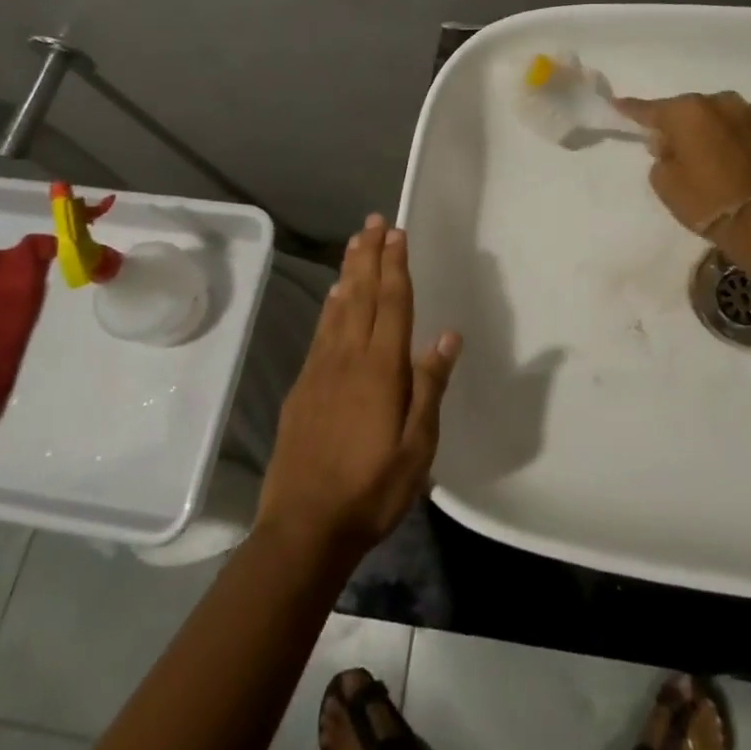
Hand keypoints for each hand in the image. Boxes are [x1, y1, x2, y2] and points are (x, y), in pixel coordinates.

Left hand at [255, 216, 461, 564]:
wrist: (303, 527)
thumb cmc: (371, 490)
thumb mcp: (417, 448)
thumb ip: (430, 387)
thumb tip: (447, 336)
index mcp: (381, 369)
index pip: (391, 303)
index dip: (395, 265)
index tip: (398, 233)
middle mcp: (349, 357)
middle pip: (361, 294)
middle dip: (369, 255)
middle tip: (374, 222)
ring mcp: (321, 369)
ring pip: (338, 307)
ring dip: (349, 271)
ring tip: (355, 243)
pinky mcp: (303, 386)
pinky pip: (321, 331)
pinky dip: (330, 305)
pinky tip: (334, 296)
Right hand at [613, 91, 750, 238]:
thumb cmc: (707, 202)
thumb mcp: (665, 184)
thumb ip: (661, 156)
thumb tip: (669, 143)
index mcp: (689, 112)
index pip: (652, 110)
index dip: (633, 109)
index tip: (618, 104)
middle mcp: (723, 103)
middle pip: (694, 111)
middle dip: (684, 126)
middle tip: (679, 151)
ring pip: (727, 117)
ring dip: (718, 131)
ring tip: (717, 158)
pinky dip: (746, 142)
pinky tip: (745, 164)